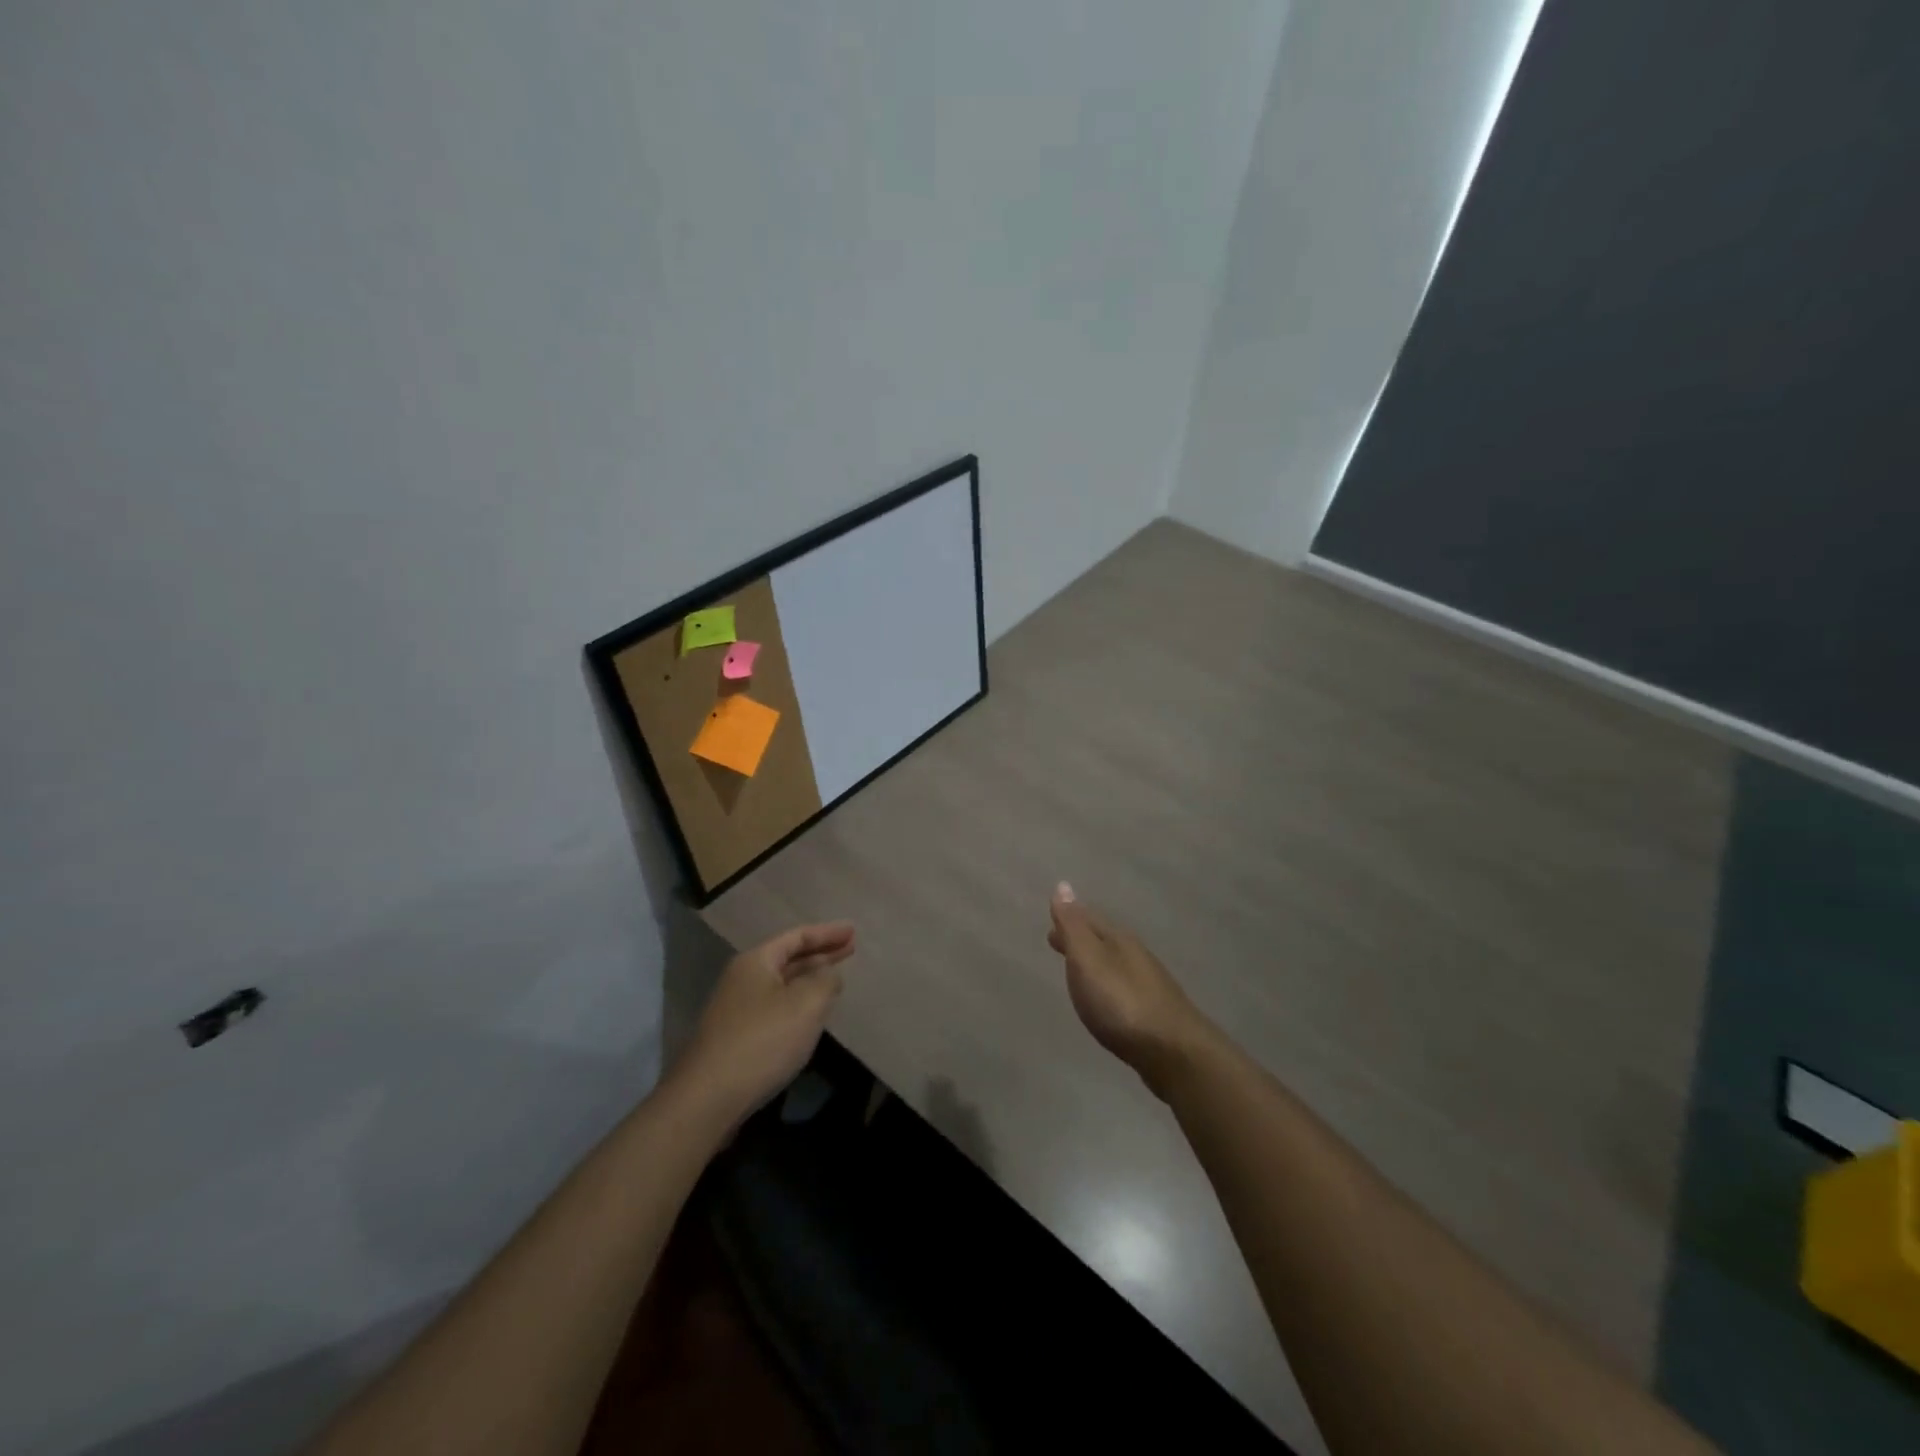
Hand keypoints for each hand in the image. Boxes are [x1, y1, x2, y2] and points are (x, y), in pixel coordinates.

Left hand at [671, 921, 855, 1123]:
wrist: (708, 1098)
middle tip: (850, 949)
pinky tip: (809, 1015)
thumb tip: (829, 975)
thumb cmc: (763, 1040)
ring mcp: (736, 1010)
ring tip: (834, 980)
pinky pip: (774, 1008)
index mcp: (756, 961)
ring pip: (781, 985)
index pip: (797, 936)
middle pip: (788, 958)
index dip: (827, 933)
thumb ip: (825, 981)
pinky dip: (796, 1003)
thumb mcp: (806, 1004)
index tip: (853, 931)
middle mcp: (742, 979)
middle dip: (820, 953)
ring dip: (808, 980)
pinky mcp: (735, 1038)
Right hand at [1047, 884, 1211, 1097]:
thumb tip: (1063, 885)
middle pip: (1102, 940)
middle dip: (1080, 939)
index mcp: (1118, 940)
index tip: (1051, 923)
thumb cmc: (1121, 1003)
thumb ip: (1074, 926)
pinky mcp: (1154, 1012)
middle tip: (1056, 942)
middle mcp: (1136, 956)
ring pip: (1114, 963)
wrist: (1173, 1051)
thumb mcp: (1088, 960)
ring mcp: (1149, 984)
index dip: (1069, 919)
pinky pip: (1123, 987)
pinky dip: (1107, 984)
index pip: (1089, 920)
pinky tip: (1106, 999)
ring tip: (1077, 970)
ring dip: (1094, 962)